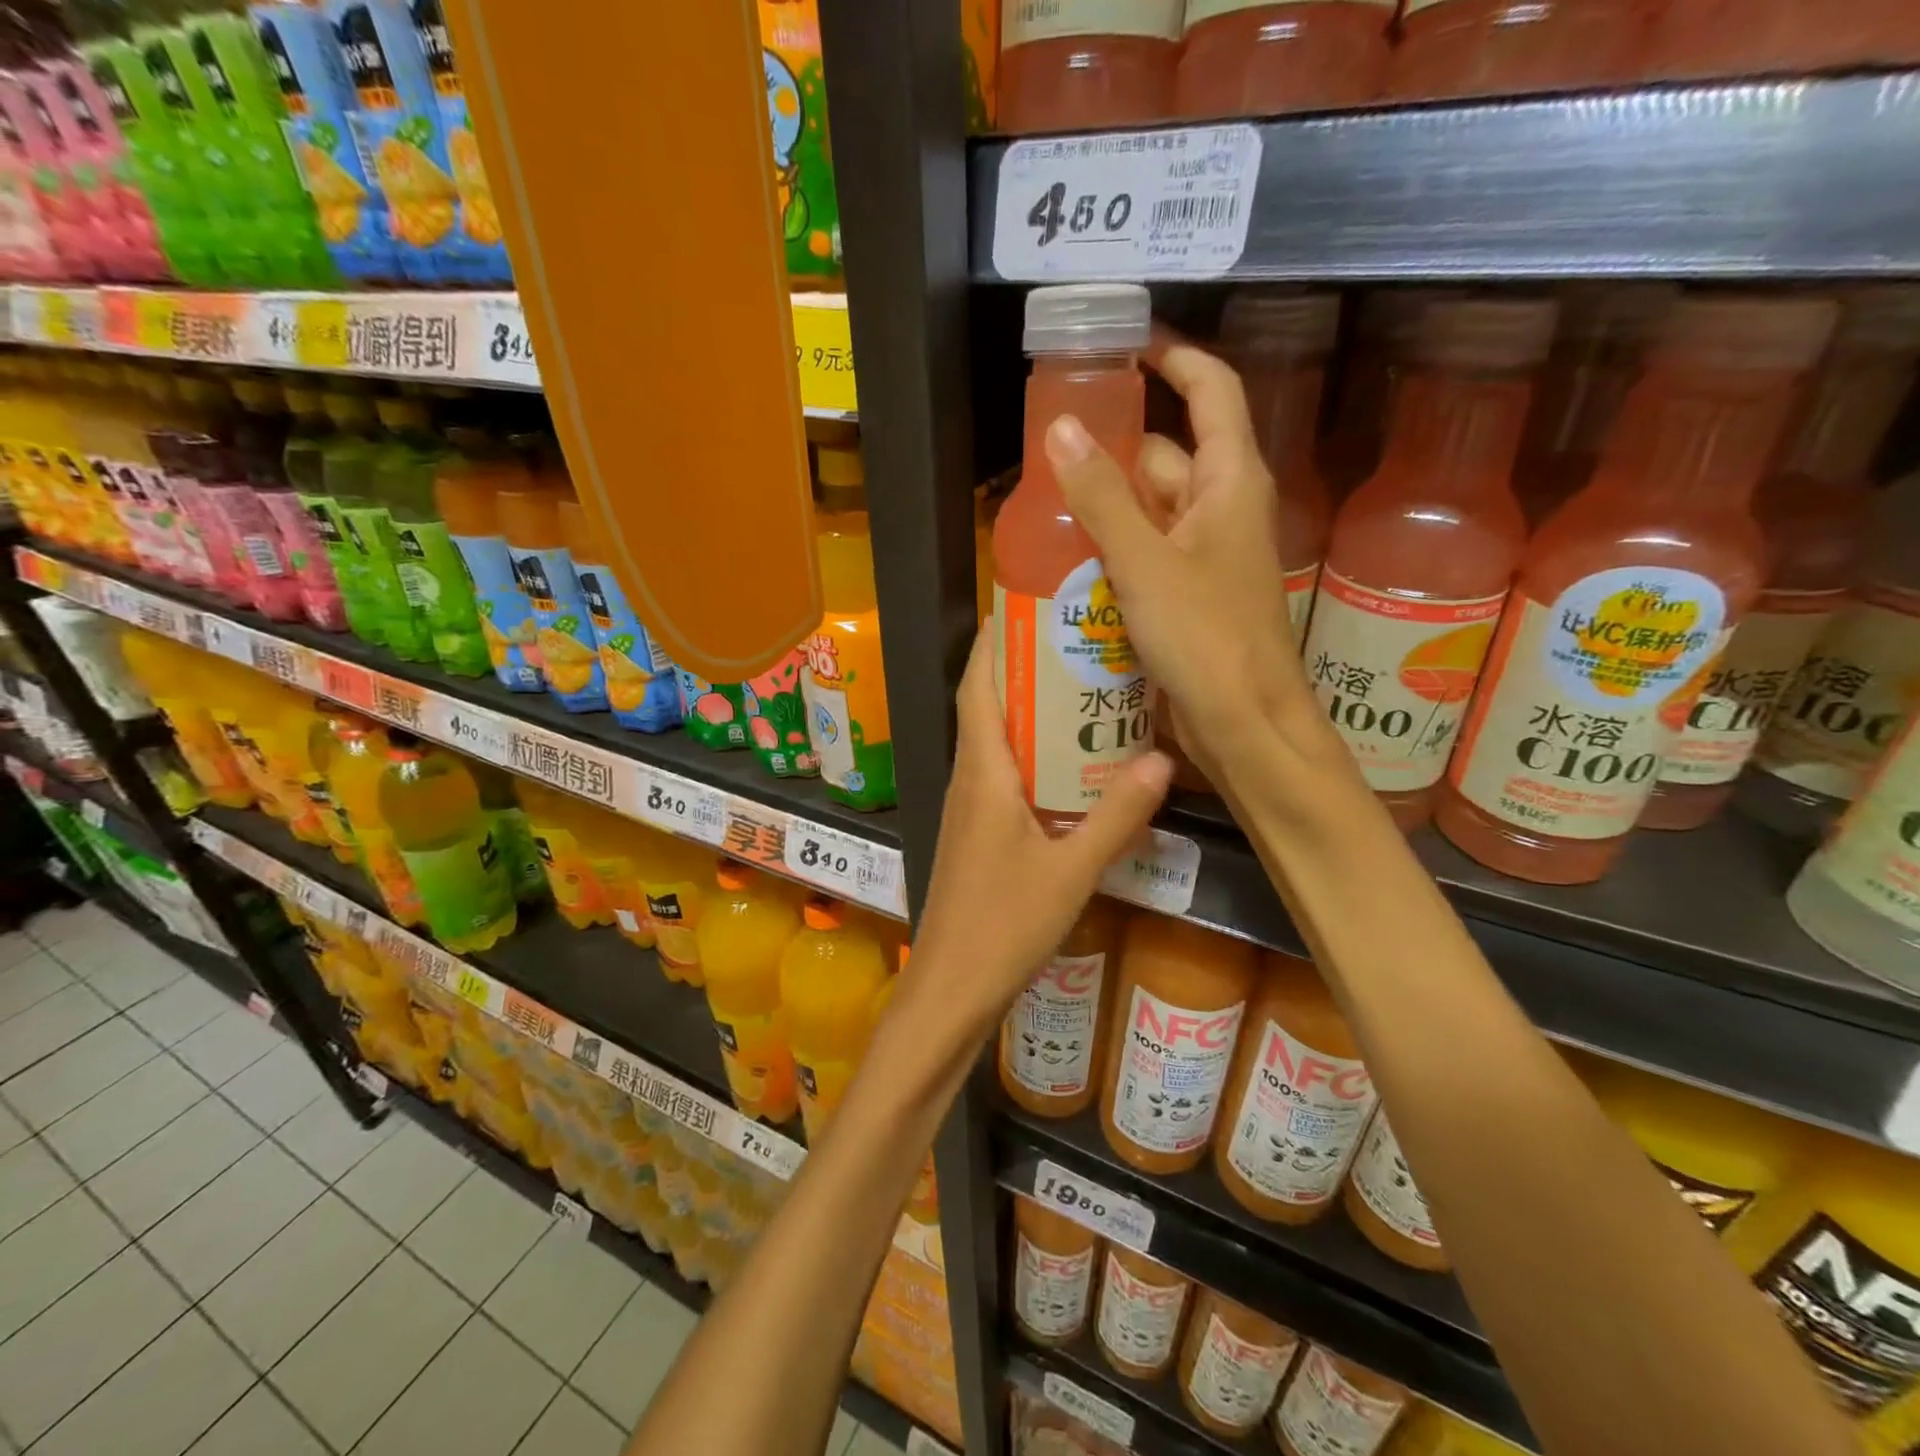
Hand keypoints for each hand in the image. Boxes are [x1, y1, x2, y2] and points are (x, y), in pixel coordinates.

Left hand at [906, 629, 1170, 1040]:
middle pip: (988, 706)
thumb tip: (1161, 762)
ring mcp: (971, 808)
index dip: (995, 642)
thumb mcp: (1071, 871)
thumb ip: (1116, 817)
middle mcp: (970, 779)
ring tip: (1086, 690)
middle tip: (1079, 642)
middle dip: (1024, 668)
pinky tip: (1073, 765)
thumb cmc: (1004, 925)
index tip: (1027, 604)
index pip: (978, 688)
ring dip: (1030, 711)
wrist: (952, 987)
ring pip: (997, 741)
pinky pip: (1003, 775)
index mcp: (983, 773)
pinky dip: (1032, 754)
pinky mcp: (979, 833)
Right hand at [1045, 328, 1322, 782]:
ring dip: (1109, 508)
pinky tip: (1074, 563)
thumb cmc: (1206, 638)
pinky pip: (1149, 555)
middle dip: (1114, 452)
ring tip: (1047, 509)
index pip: (1211, 392)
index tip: (1127, 346)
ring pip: (1152, 511)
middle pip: (1167, 456)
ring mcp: (1207, 556)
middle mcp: (1223, 510)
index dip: (1174, 360)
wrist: (1244, 726)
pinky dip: (1116, 552)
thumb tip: (1062, 428)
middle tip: (1051, 453)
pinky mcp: (1190, 595)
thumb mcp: (1145, 563)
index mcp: (1231, 482)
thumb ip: (1101, 498)